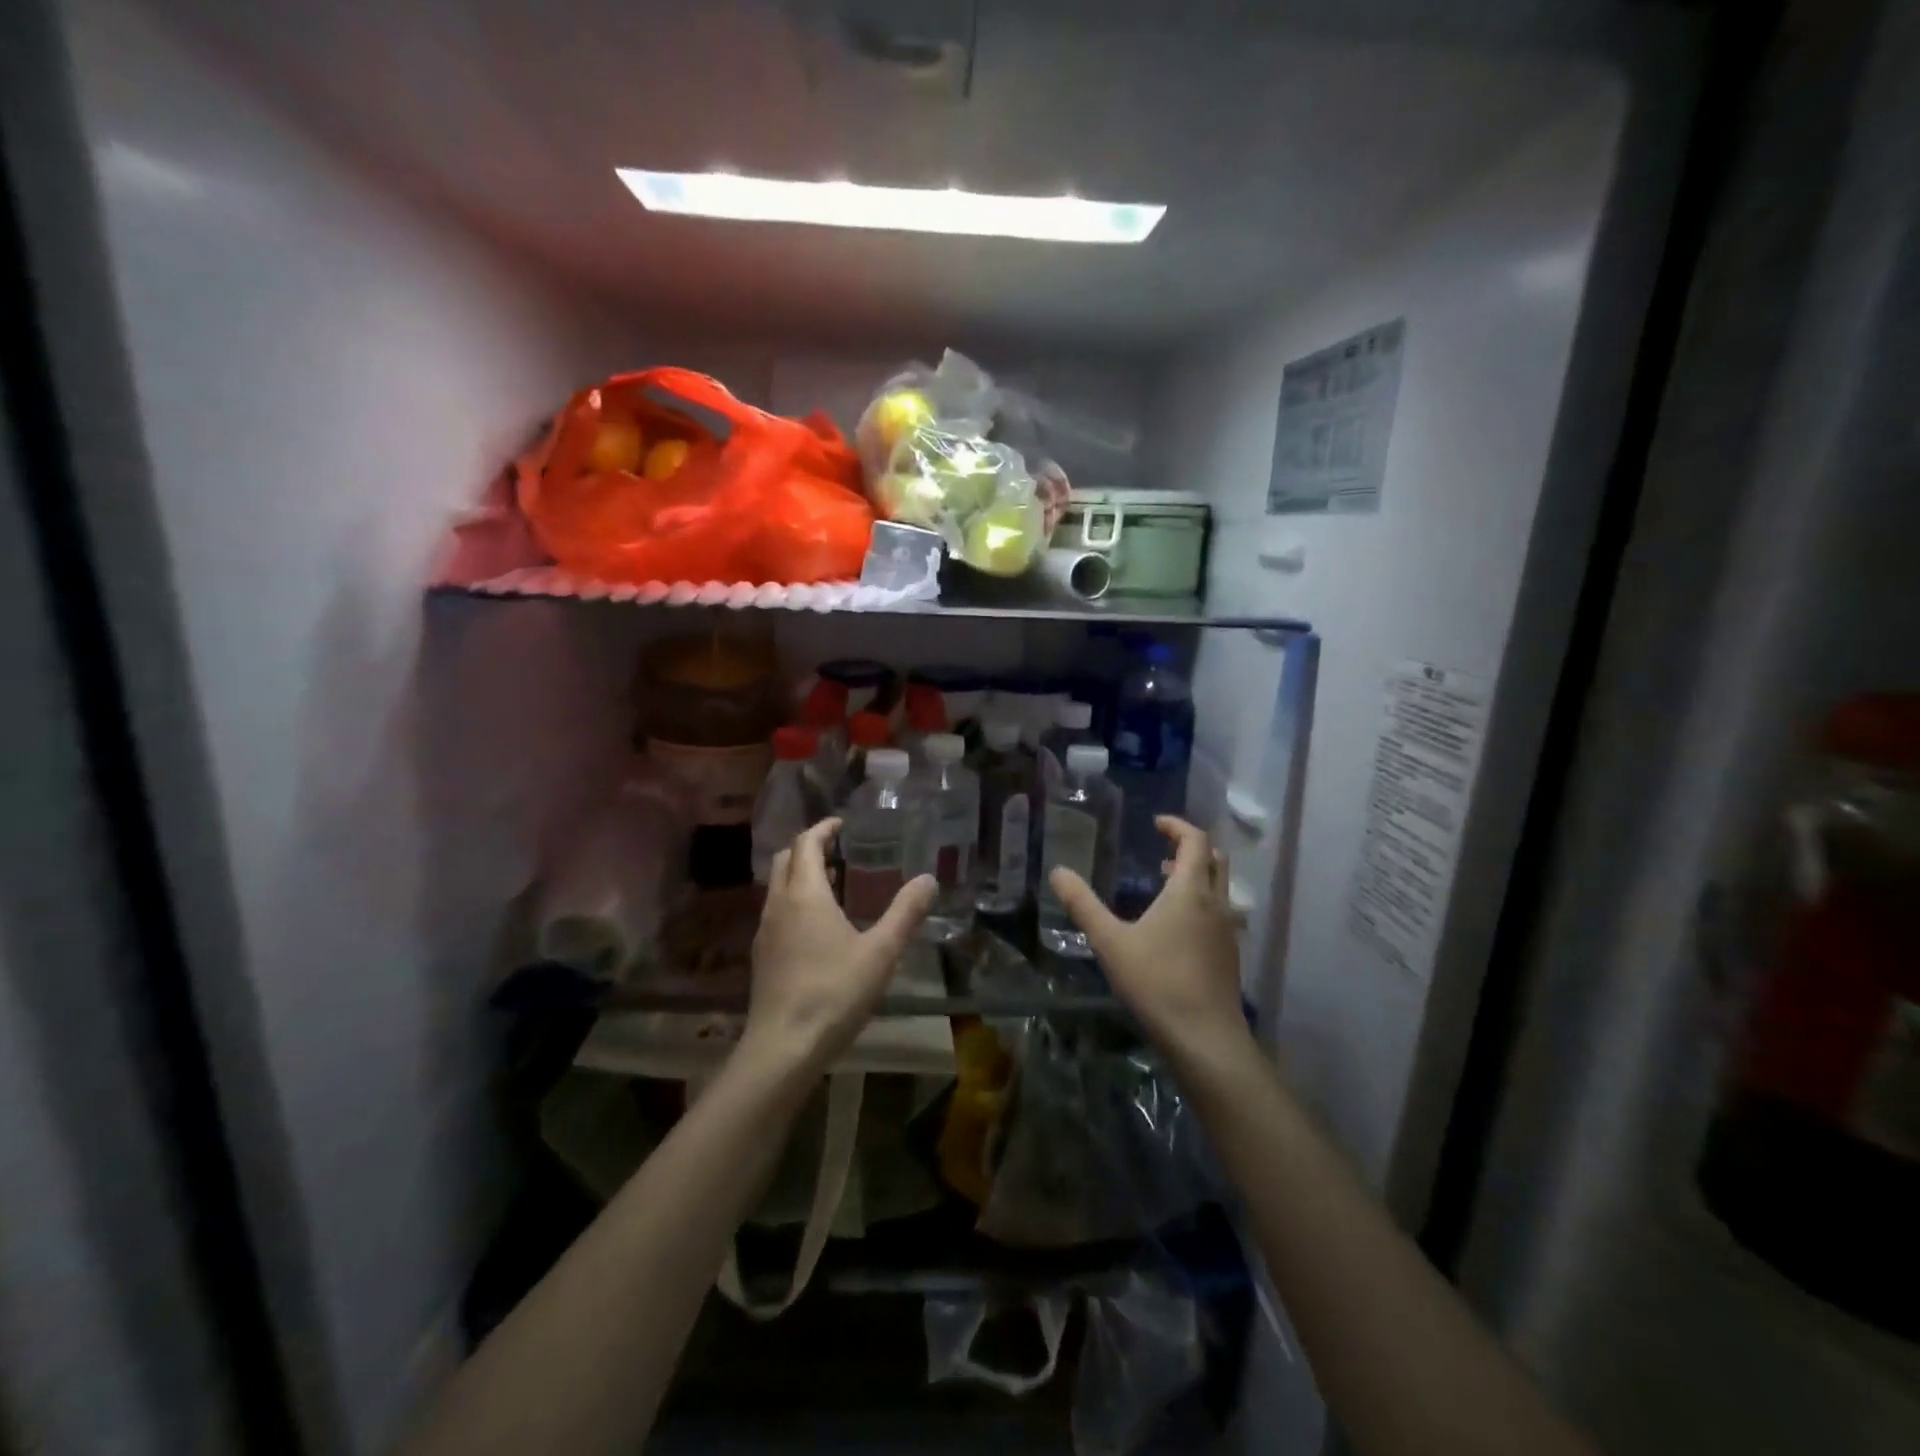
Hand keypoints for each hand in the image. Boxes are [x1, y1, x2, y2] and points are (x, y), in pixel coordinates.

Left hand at [741, 818, 936, 1077]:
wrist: (783, 1048)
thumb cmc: (834, 992)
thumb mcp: (881, 951)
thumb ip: (905, 913)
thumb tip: (929, 879)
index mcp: (805, 894)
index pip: (806, 844)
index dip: (822, 829)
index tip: (841, 823)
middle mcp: (778, 905)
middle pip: (785, 860)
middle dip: (807, 847)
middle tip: (837, 848)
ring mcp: (765, 932)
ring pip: (778, 887)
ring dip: (799, 875)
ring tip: (832, 884)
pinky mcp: (762, 957)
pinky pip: (776, 912)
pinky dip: (794, 901)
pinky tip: (817, 926)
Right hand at [1048, 817, 1245, 1052]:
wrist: (1206, 1039)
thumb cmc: (1157, 982)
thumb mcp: (1110, 942)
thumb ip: (1083, 905)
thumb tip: (1057, 872)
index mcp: (1190, 891)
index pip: (1196, 841)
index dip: (1177, 826)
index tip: (1156, 824)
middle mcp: (1216, 904)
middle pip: (1215, 860)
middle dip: (1191, 848)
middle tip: (1162, 851)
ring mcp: (1227, 931)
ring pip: (1220, 888)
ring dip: (1197, 876)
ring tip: (1165, 884)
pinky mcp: (1229, 956)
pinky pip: (1219, 913)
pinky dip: (1201, 902)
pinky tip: (1176, 927)